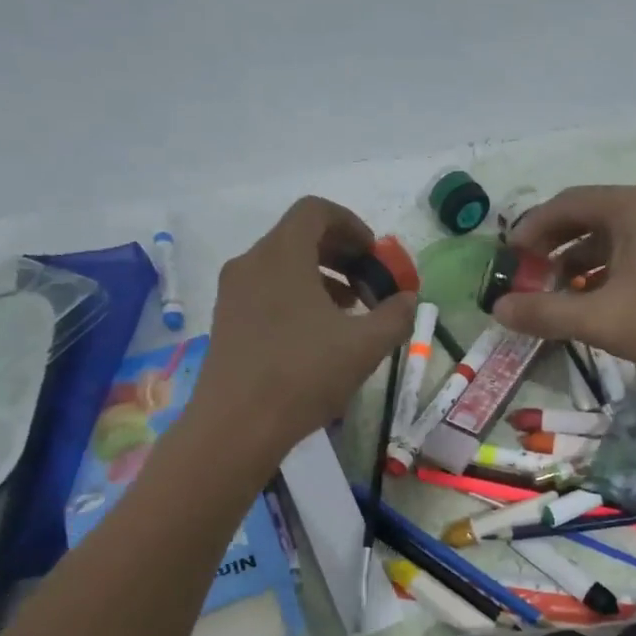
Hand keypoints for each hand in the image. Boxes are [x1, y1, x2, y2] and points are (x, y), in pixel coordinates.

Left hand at [192, 197, 415, 460]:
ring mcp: (233, 292)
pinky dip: (297, 296)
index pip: (316, 211)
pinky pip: (266, 289)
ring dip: (320, 277)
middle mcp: (251, 262)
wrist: (237, 425)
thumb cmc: (304, 375)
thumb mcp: (366, 346)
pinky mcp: (226, 320)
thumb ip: (396, 315)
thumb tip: (409, 299)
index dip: (351, 225)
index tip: (374, 255)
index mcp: (282, 254)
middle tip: (368, 283)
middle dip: (340, 253)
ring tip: (349, 311)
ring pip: (282, 265)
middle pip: (299, 236)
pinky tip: (318, 334)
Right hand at [491, 185, 635, 393]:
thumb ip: (545, 313)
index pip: (565, 203)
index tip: (507, 260)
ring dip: (575, 264)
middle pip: (586, 217)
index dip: (530, 230)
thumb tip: (498, 309)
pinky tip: (593, 304)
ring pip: (608, 240)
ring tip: (553, 296)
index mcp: (631, 208)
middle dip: (551, 247)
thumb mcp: (601, 319)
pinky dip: (603, 275)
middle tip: (526, 277)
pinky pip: (630, 257)